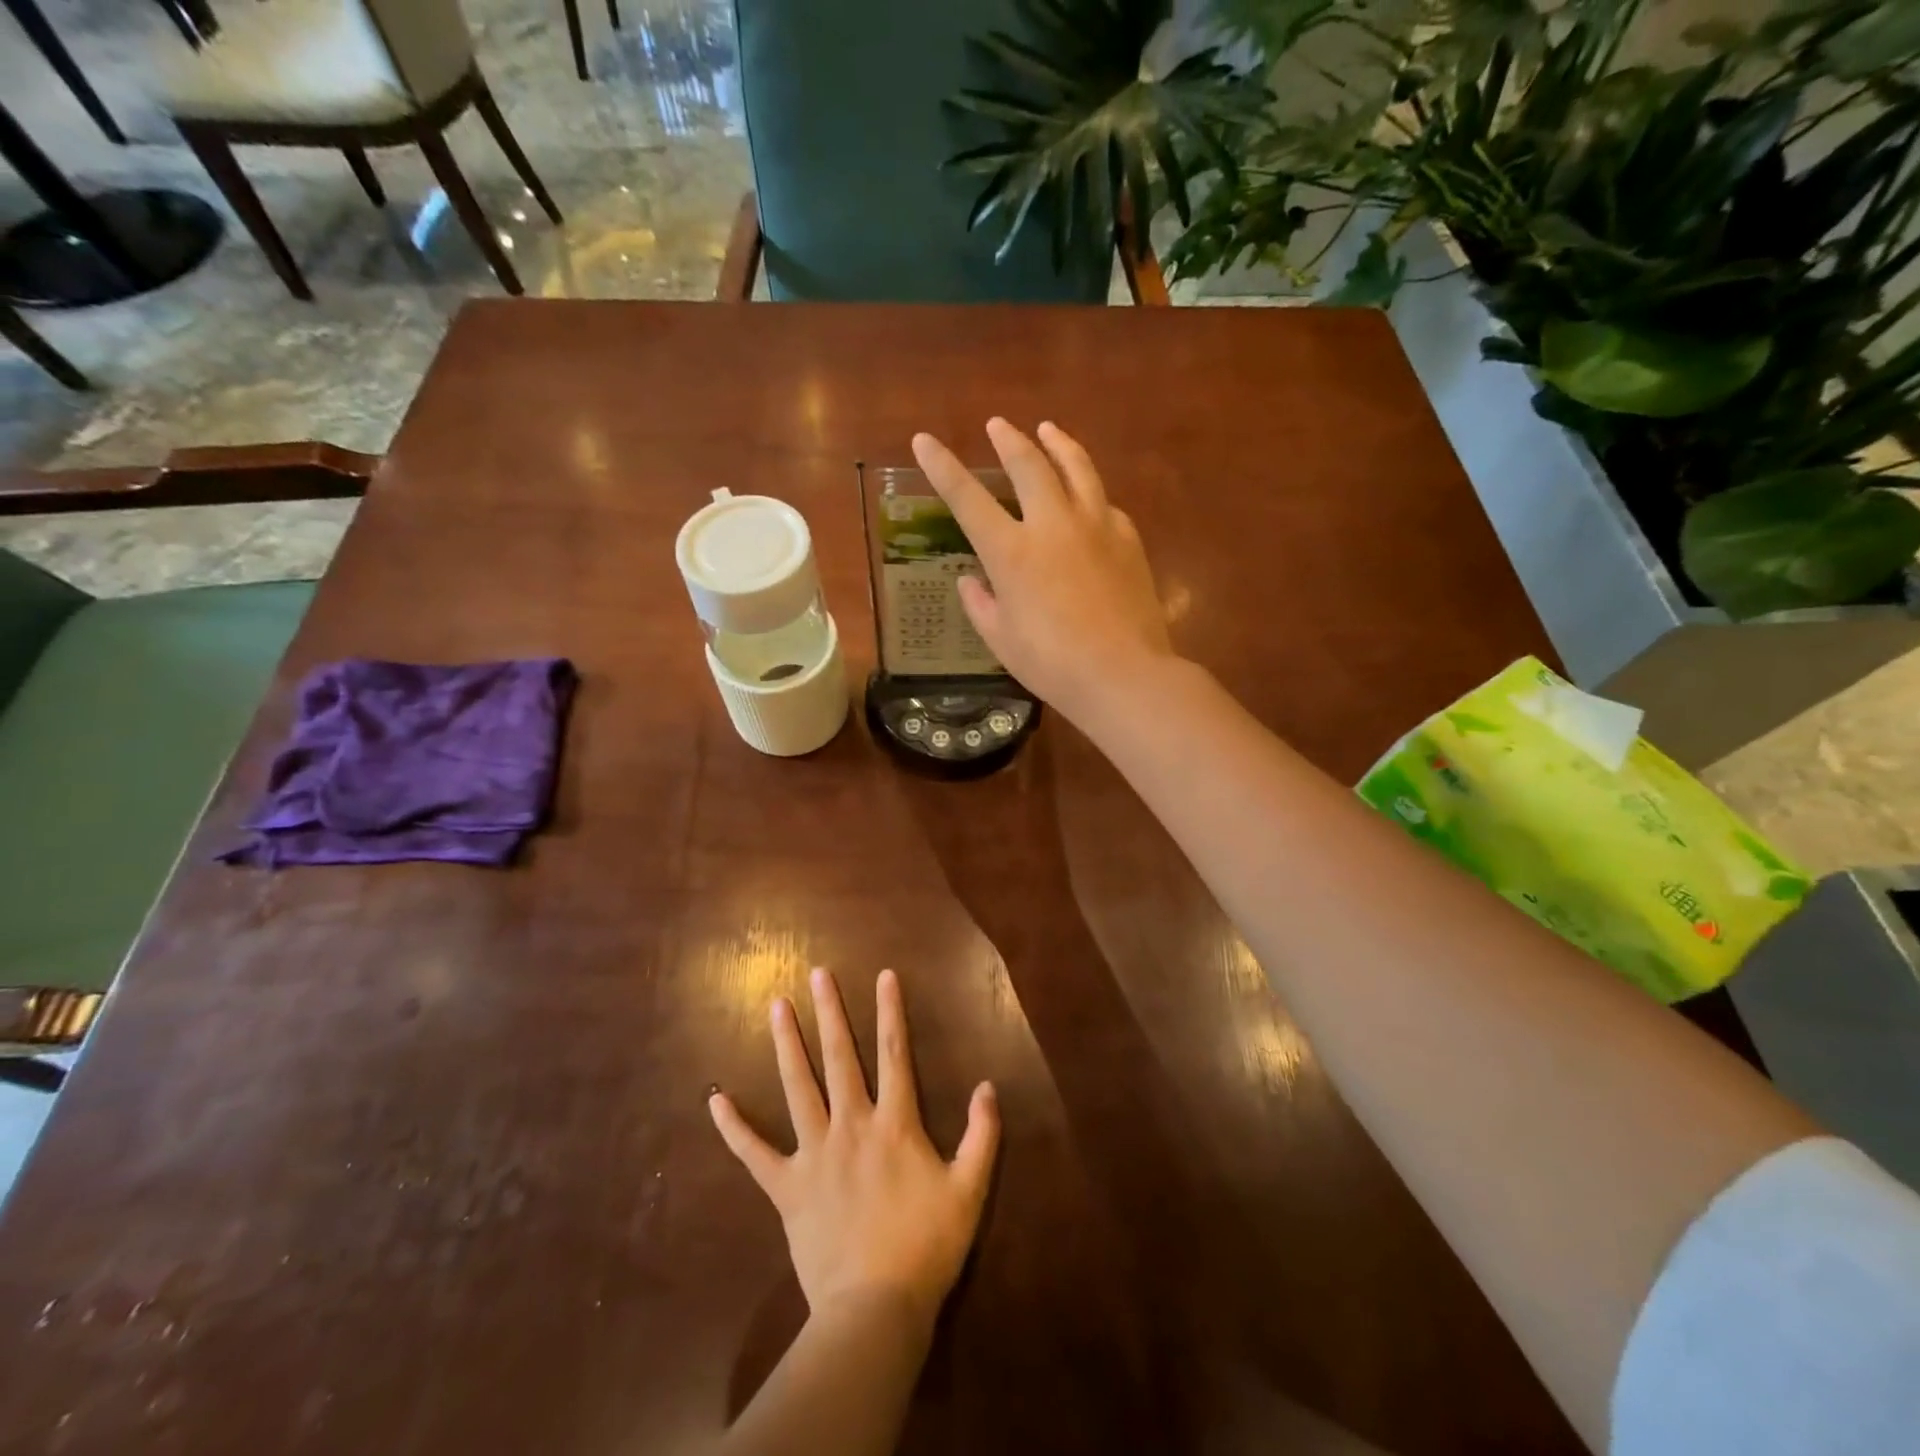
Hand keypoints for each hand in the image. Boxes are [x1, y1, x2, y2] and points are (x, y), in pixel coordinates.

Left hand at [709, 969, 999, 1331]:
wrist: (875, 1310)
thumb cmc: (926, 1247)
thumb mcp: (969, 1191)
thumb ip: (982, 1136)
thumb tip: (988, 1086)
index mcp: (895, 1124)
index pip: (894, 1054)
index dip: (890, 1012)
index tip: (883, 975)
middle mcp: (852, 1125)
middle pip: (840, 1058)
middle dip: (831, 1012)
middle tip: (818, 974)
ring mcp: (814, 1154)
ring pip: (798, 1087)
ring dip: (787, 1044)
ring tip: (776, 1006)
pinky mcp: (787, 1187)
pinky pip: (754, 1153)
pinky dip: (734, 1127)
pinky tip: (715, 1100)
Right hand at [910, 419, 1175, 724]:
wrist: (1122, 674)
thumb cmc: (1052, 664)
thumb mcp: (1001, 640)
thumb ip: (981, 605)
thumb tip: (970, 582)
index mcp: (1011, 552)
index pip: (966, 498)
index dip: (942, 466)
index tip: (924, 440)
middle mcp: (1051, 525)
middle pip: (1028, 465)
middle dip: (1009, 440)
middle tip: (998, 425)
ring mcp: (1095, 526)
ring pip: (1076, 467)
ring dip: (1058, 443)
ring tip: (1048, 429)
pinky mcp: (1127, 538)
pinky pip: (1103, 502)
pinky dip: (1089, 492)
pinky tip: (1087, 497)